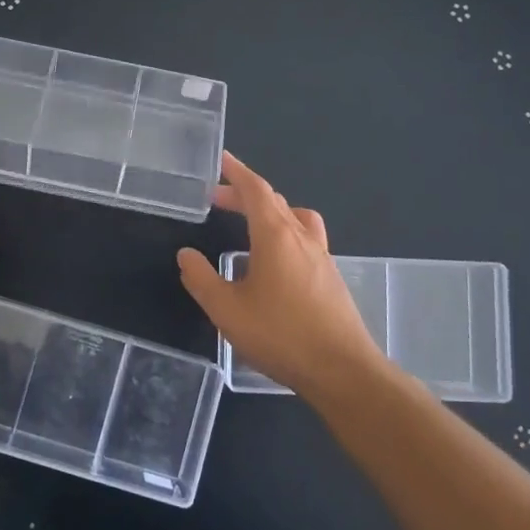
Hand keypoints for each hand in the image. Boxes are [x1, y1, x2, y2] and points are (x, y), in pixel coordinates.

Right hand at [176, 152, 376, 397]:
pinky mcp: (331, 279)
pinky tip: (273, 263)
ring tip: (250, 224)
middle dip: (245, 194)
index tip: (221, 159)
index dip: (237, 172)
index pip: (255, 190)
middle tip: (217, 199)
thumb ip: (202, 279)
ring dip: (270, 212)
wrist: (342, 371)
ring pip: (295, 218)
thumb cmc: (281, 335)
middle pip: (274, 201)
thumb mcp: (227, 310)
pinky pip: (305, 240)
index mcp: (276, 236)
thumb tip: (186, 255)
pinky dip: (285, 234)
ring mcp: (322, 258)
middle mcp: (302, 238)